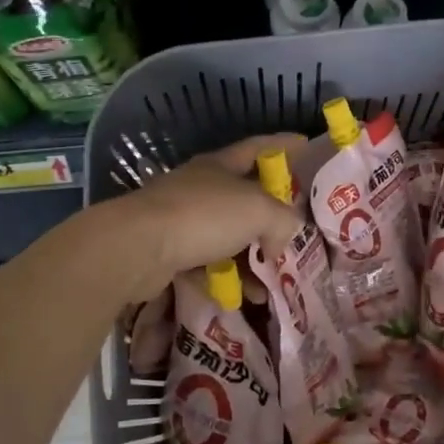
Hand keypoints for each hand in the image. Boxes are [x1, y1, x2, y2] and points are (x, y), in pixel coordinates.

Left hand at [98, 134, 305, 302]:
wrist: (137, 248)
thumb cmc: (202, 216)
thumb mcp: (258, 211)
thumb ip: (282, 220)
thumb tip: (282, 238)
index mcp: (220, 166)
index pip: (259, 148)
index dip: (284, 145)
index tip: (306, 146)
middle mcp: (201, 187)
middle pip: (244, 195)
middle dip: (271, 212)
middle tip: (295, 228)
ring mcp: (182, 220)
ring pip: (227, 235)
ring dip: (251, 257)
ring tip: (274, 278)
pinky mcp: (169, 252)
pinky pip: (208, 265)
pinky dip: (228, 279)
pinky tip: (245, 297)